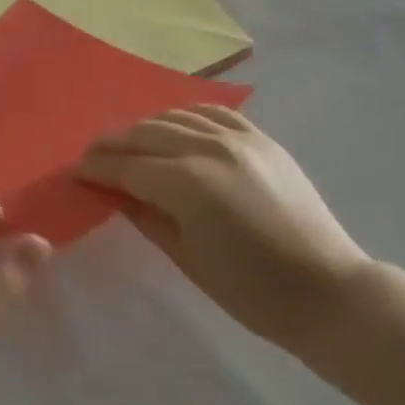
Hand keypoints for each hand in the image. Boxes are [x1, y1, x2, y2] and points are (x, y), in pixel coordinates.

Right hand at [75, 107, 369, 350]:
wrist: (328, 291)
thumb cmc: (253, 291)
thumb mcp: (188, 259)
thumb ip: (147, 216)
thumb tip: (116, 193)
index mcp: (188, 184)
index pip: (128, 167)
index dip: (98, 169)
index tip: (76, 171)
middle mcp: (209, 148)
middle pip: (145, 134)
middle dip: (113, 144)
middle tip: (91, 155)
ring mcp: (239, 138)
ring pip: (176, 116)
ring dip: (145, 127)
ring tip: (129, 143)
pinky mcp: (261, 138)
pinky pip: (212, 113)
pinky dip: (186, 116)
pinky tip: (175, 127)